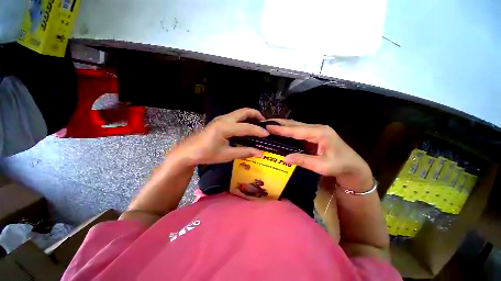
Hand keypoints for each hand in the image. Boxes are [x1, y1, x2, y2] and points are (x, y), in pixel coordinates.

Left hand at [169, 108, 269, 165]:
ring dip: (250, 116)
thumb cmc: (206, 154)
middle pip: (244, 111)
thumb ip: (244, 152)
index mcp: (225, 127)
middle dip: (256, 115)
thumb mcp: (226, 154)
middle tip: (265, 124)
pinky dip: (244, 119)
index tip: (268, 134)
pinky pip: (235, 117)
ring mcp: (221, 118)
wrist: (188, 152)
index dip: (258, 131)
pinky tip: (247, 127)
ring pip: (240, 113)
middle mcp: (224, 119)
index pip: (246, 127)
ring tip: (258, 125)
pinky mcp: (220, 121)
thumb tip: (260, 153)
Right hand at [266, 119, 372, 191]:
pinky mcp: (314, 134)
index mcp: (320, 133)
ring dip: (283, 125)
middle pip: (295, 124)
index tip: (268, 126)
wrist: (353, 166)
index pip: (296, 130)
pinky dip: (288, 130)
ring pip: (296, 125)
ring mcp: (316, 130)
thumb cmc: (339, 166)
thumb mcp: (322, 166)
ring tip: (270, 124)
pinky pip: (298, 130)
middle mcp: (317, 128)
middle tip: (265, 122)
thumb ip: (303, 161)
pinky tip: (281, 131)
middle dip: (279, 123)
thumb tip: (285, 158)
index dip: (281, 129)